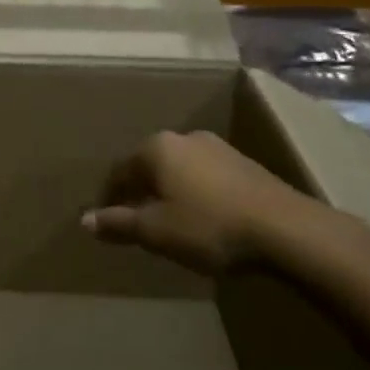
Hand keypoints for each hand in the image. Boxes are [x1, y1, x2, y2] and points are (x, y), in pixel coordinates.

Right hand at [82, 130, 313, 273]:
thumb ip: (119, 223)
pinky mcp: (243, 163)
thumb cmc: (209, 226)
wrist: (285, 228)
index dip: (108, 198)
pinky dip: (195, 194)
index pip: (119, 171)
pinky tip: (203, 219)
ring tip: (169, 223)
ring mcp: (216, 147)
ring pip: (178, 170)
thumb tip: (85, 220)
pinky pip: (204, 176)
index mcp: (156, 148)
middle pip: (149, 166)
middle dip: (139, 193)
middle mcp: (183, 138)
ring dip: (169, 193)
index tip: (105, 222)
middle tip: (135, 223)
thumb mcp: (156, 231)